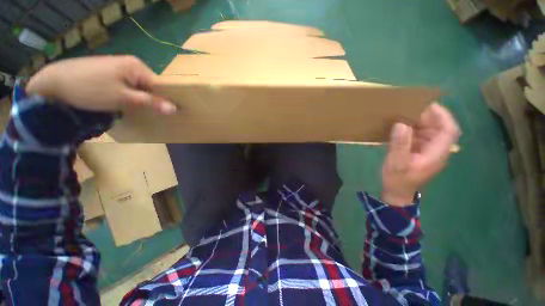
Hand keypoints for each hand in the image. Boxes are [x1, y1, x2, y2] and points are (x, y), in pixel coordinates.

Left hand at [26, 55, 175, 114]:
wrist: (55, 82)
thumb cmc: (90, 89)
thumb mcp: (122, 98)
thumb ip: (150, 102)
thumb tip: (174, 108)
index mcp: (138, 67)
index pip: (162, 85)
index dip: (166, 99)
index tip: (168, 114)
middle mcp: (132, 64)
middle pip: (152, 85)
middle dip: (154, 100)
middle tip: (153, 114)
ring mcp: (121, 67)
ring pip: (141, 86)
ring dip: (142, 99)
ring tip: (140, 110)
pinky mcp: (111, 72)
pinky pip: (130, 85)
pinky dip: (132, 96)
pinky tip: (127, 103)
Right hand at [381, 103, 459, 205]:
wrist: (397, 193)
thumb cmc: (397, 180)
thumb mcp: (396, 163)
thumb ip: (399, 144)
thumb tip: (401, 124)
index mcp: (436, 154)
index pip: (449, 130)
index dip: (442, 115)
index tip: (427, 105)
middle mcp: (438, 152)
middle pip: (441, 129)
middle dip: (428, 117)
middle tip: (410, 110)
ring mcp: (430, 153)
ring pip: (432, 133)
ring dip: (420, 123)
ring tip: (404, 117)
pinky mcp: (422, 154)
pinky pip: (423, 138)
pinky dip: (414, 131)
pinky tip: (402, 130)